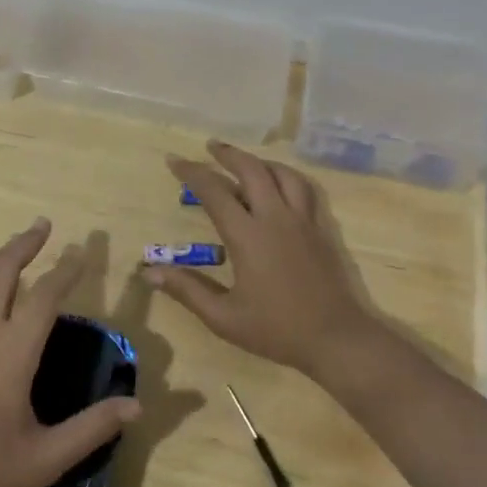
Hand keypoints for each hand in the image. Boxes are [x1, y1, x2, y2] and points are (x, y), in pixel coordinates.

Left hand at [0, 219, 141, 486]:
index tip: (80, 253)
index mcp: (13, 351)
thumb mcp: (45, 457)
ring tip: (15, 245)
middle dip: (24, 245)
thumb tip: (137, 406)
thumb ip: (91, 429)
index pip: (45, 297)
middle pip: (3, 271)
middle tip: (43, 225)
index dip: (65, 271)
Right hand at [149, 141, 383, 377]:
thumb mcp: (224, 318)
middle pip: (251, 170)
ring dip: (259, 162)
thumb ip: (187, 290)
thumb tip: (149, 271)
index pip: (214, 191)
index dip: (192, 173)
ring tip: (244, 162)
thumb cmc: (277, 330)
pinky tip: (280, 184)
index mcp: (248, 236)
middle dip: (228, 154)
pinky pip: (304, 189)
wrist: (337, 340)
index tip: (174, 160)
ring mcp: (302, 221)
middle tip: (210, 147)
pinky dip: (286, 177)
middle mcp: (275, 218)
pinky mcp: (321, 229)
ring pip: (282, 174)